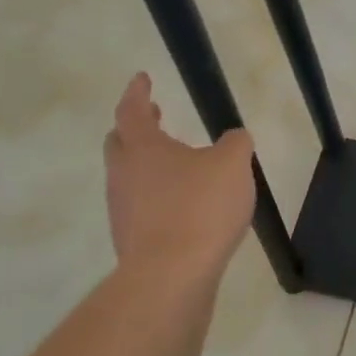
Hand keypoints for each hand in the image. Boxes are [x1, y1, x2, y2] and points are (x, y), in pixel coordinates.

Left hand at [104, 73, 254, 281]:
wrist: (171, 277)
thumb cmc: (200, 207)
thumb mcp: (232, 164)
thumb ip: (235, 143)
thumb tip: (234, 138)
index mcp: (142, 147)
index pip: (131, 109)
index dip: (137, 91)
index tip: (143, 78)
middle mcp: (123, 175)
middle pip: (120, 143)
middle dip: (135, 127)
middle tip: (154, 118)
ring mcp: (122, 210)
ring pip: (128, 177)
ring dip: (146, 165)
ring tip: (176, 165)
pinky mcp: (131, 241)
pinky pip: (139, 207)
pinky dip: (155, 197)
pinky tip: (181, 207)